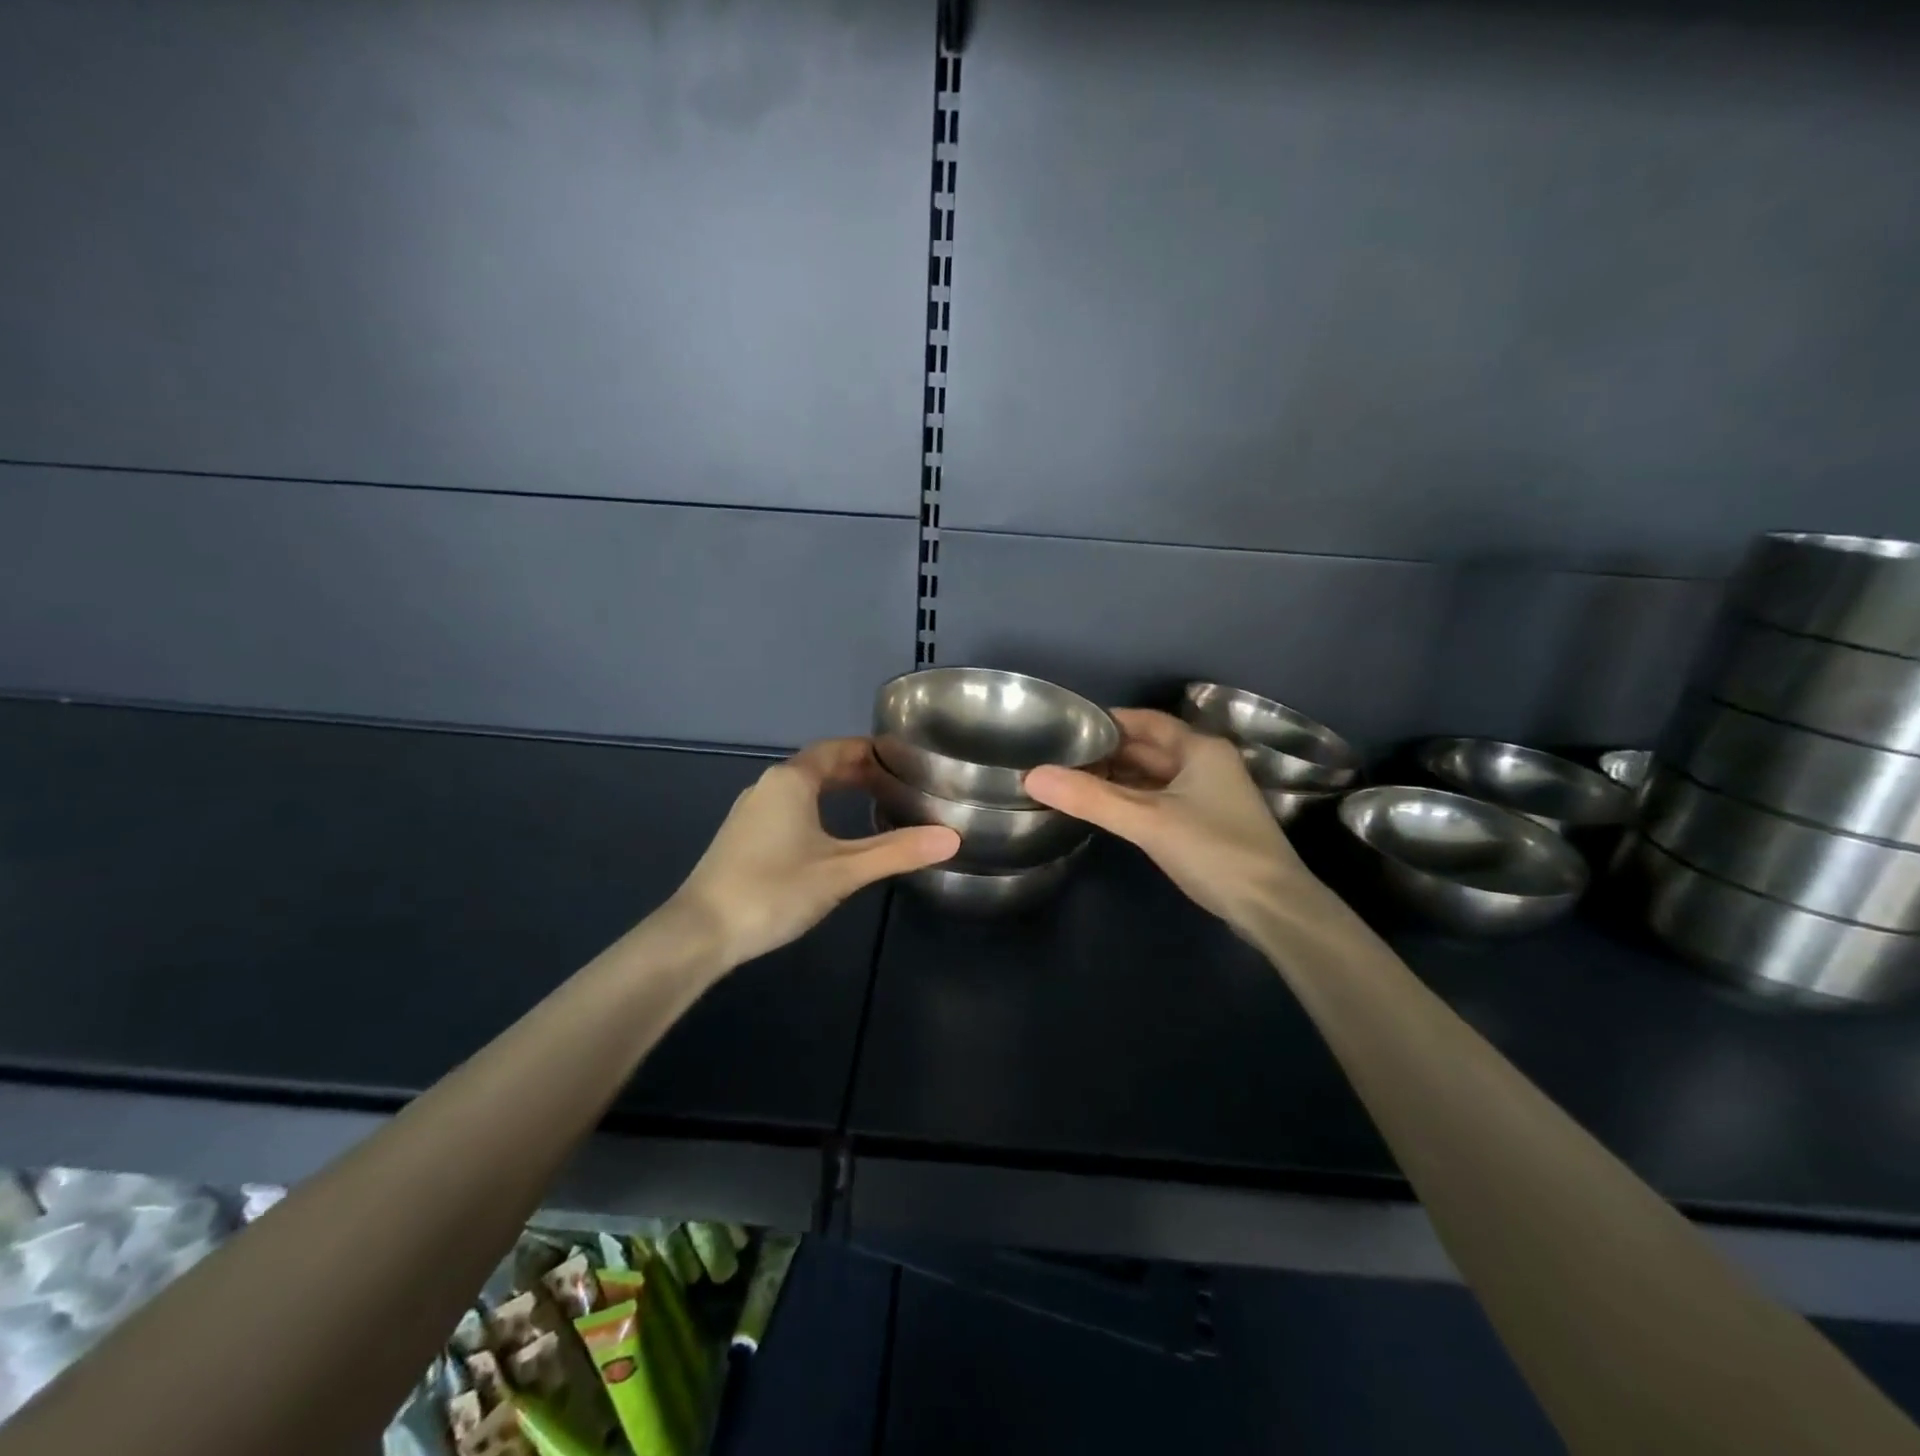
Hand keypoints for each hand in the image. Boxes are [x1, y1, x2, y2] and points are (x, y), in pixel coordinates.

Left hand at [671, 737, 959, 968]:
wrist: (699, 932)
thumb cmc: (774, 890)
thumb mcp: (842, 871)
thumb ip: (896, 852)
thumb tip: (952, 838)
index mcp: (791, 781)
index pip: (836, 749)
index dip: (869, 750)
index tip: (901, 758)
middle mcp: (768, 786)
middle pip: (818, 766)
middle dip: (855, 771)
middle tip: (894, 783)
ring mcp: (750, 812)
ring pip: (800, 788)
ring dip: (834, 790)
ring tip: (869, 803)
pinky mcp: (741, 837)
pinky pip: (786, 807)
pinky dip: (815, 808)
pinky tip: (827, 836)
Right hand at [1025, 709, 1314, 930]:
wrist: (1272, 908)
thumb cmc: (1214, 851)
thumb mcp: (1148, 821)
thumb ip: (1091, 798)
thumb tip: (1032, 775)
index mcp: (1200, 749)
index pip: (1144, 721)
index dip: (1106, 722)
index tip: (1066, 728)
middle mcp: (1206, 764)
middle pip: (1148, 748)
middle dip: (1106, 752)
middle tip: (1059, 757)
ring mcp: (1208, 796)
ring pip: (1153, 777)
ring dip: (1117, 778)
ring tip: (1071, 781)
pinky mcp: (1205, 824)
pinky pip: (1159, 800)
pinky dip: (1132, 800)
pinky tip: (1105, 809)